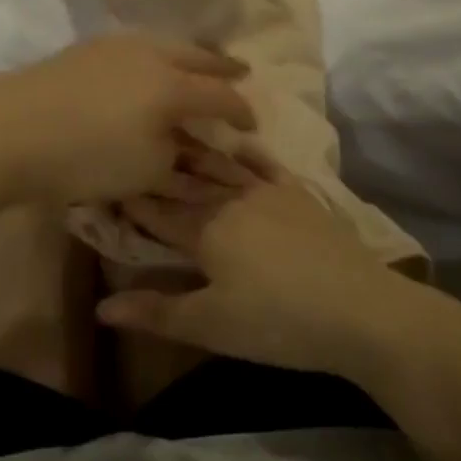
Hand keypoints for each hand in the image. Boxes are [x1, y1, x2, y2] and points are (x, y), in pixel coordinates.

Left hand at [0, 34, 255, 204]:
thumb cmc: (86, 156)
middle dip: (222, 68)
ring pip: (167, 44)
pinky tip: (150, 64)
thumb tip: (190, 147)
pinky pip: (139, 45)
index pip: (221, 97)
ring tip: (197, 64)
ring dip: (189, 55)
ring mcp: (117, 45)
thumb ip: (178, 160)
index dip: (241, 112)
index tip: (251, 124)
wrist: (11, 127)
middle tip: (240, 72)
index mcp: (174, 87)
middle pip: (198, 57)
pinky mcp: (88, 47)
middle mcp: (152, 55)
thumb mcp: (144, 171)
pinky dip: (157, 54)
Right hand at [96, 158, 425, 380]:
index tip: (111, 182)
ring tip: (176, 136)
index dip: (134, 199)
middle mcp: (232, 201)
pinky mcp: (301, 197)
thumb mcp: (211, 325)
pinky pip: (268, 167)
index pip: (159, 210)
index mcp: (205, 230)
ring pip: (223, 167)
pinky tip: (242, 144)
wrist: (361, 310)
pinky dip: (251, 154)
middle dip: (161, 168)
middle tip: (137, 148)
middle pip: (188, 182)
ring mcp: (269, 194)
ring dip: (198, 154)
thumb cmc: (277, 322)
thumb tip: (99, 308)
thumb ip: (156, 313)